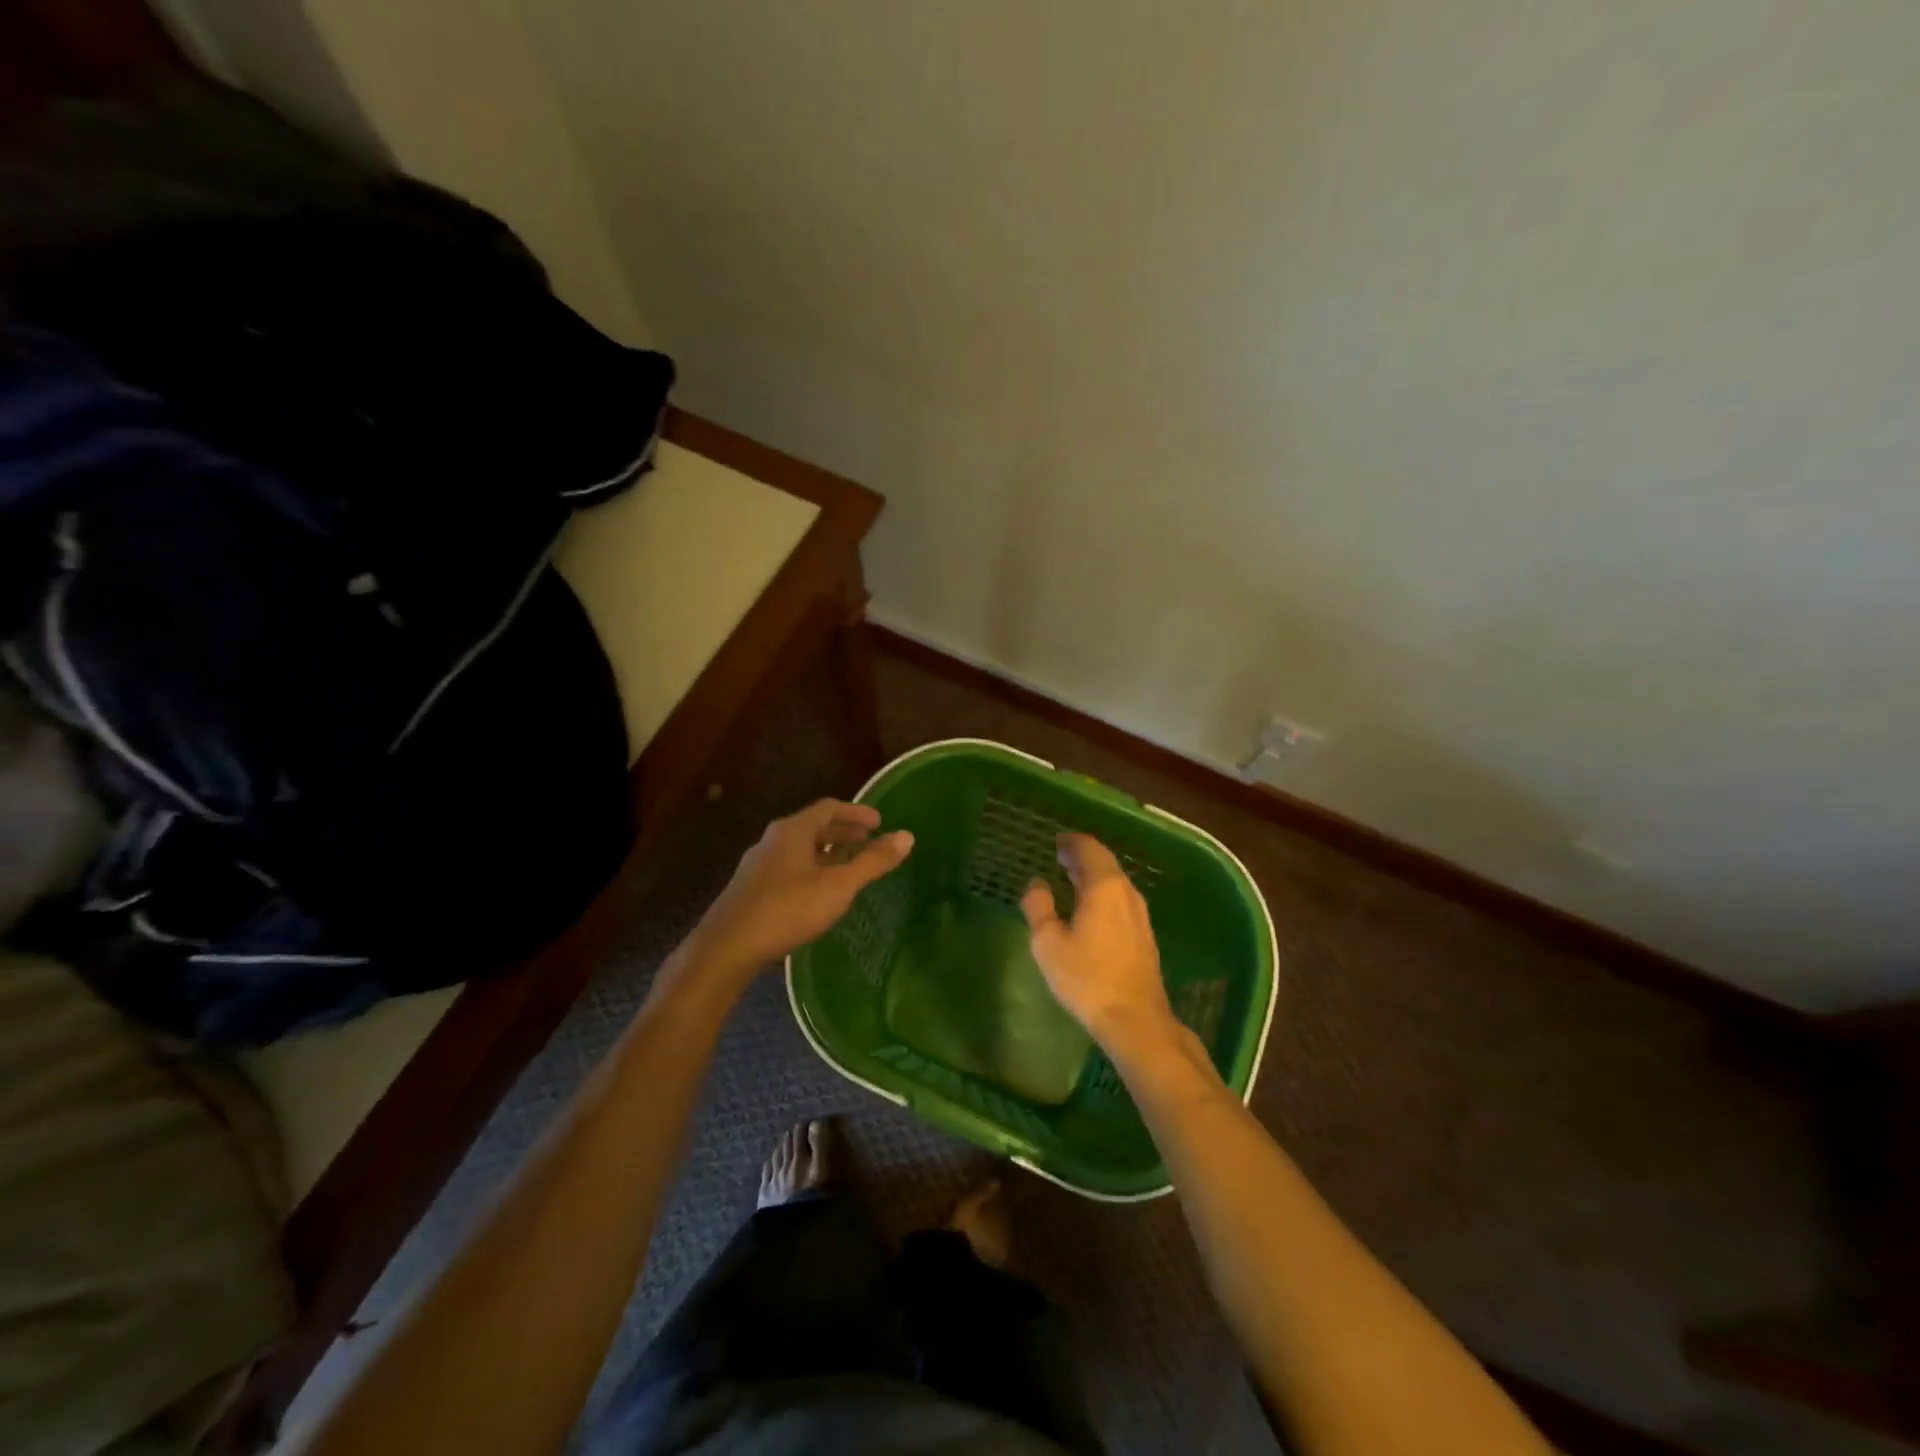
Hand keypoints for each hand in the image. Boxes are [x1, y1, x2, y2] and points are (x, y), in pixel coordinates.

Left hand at [694, 800, 912, 974]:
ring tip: (850, 867)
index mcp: (793, 830)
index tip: (880, 823)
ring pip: (801, 849)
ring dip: (828, 852)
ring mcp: (759, 864)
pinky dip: (813, 869)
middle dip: (844, 832)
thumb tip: (907, 836)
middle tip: (869, 841)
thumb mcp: (838, 886)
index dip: (857, 812)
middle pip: (814, 826)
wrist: (727, 947)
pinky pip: (790, 867)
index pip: (829, 808)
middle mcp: (773, 840)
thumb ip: (872, 862)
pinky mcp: (752, 888)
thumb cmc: (786, 909)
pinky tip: (820, 892)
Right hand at [1021, 833, 1177, 1056]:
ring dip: (1093, 877)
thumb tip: (1036, 883)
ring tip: (1071, 878)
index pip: (1090, 849)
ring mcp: (1140, 916)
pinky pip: (1120, 901)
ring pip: (1115, 884)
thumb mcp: (1048, 942)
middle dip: (1082, 857)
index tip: (1056, 841)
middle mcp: (1127, 893)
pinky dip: (1102, 894)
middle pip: (1105, 864)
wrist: (1135, 1019)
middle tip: (1061, 855)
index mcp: (1105, 887)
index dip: (1072, 842)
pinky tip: (1090, 909)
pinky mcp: (1144, 936)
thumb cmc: (1087, 977)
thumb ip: (1039, 907)